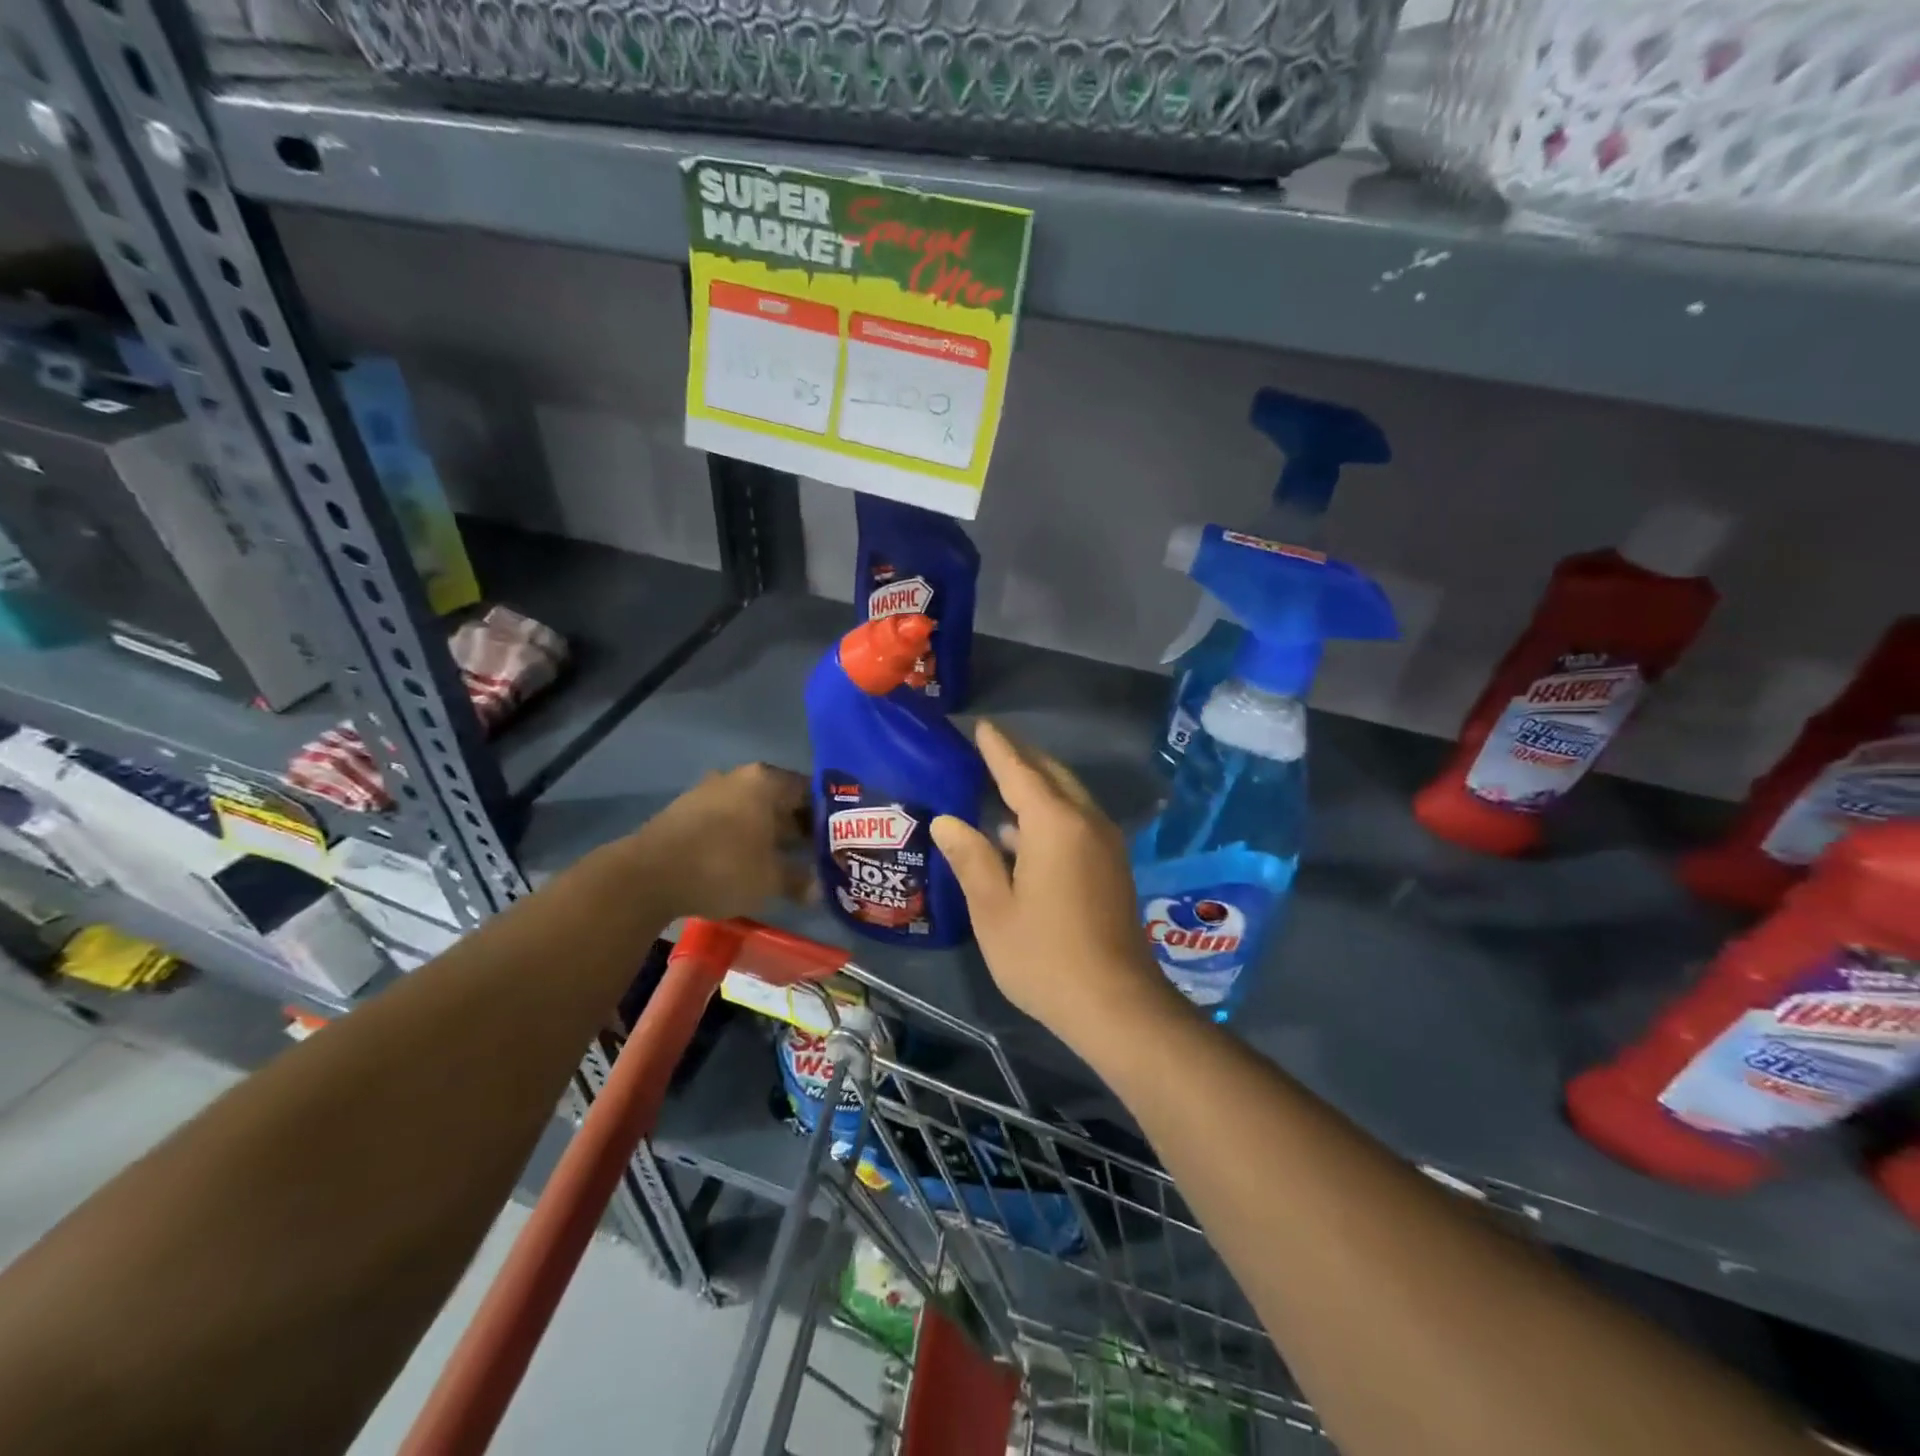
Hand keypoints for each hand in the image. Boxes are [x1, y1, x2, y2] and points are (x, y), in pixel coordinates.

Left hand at [625, 763, 811, 921]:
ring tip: (783, 860)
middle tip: (814, 853)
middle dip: (797, 825)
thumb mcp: (770, 880)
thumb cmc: (723, 867)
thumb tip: (818, 890)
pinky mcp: (686, 809)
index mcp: (766, 781)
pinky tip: (747, 861)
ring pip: (752, 809)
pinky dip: (742, 835)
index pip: (810, 791)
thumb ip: (799, 880)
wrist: (648, 876)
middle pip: (780, 798)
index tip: (835, 840)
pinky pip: (728, 819)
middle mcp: (739, 777)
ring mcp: (709, 790)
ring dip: (768, 831)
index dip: (826, 817)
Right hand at [931, 721, 1175, 1048]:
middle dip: (1021, 757)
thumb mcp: (994, 909)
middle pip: (1051, 775)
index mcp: (1054, 824)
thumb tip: (947, 820)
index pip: (1019, 770)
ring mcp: (1104, 844)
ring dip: (1037, 783)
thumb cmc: (1044, 956)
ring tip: (1000, 781)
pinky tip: (1023, 831)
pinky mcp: (1112, 866)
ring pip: (1068, 796)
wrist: (1115, 1003)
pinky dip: (1050, 810)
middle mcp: (1086, 822)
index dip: (997, 747)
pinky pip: (1077, 819)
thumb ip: (972, 858)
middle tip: (988, 746)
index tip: (980, 725)